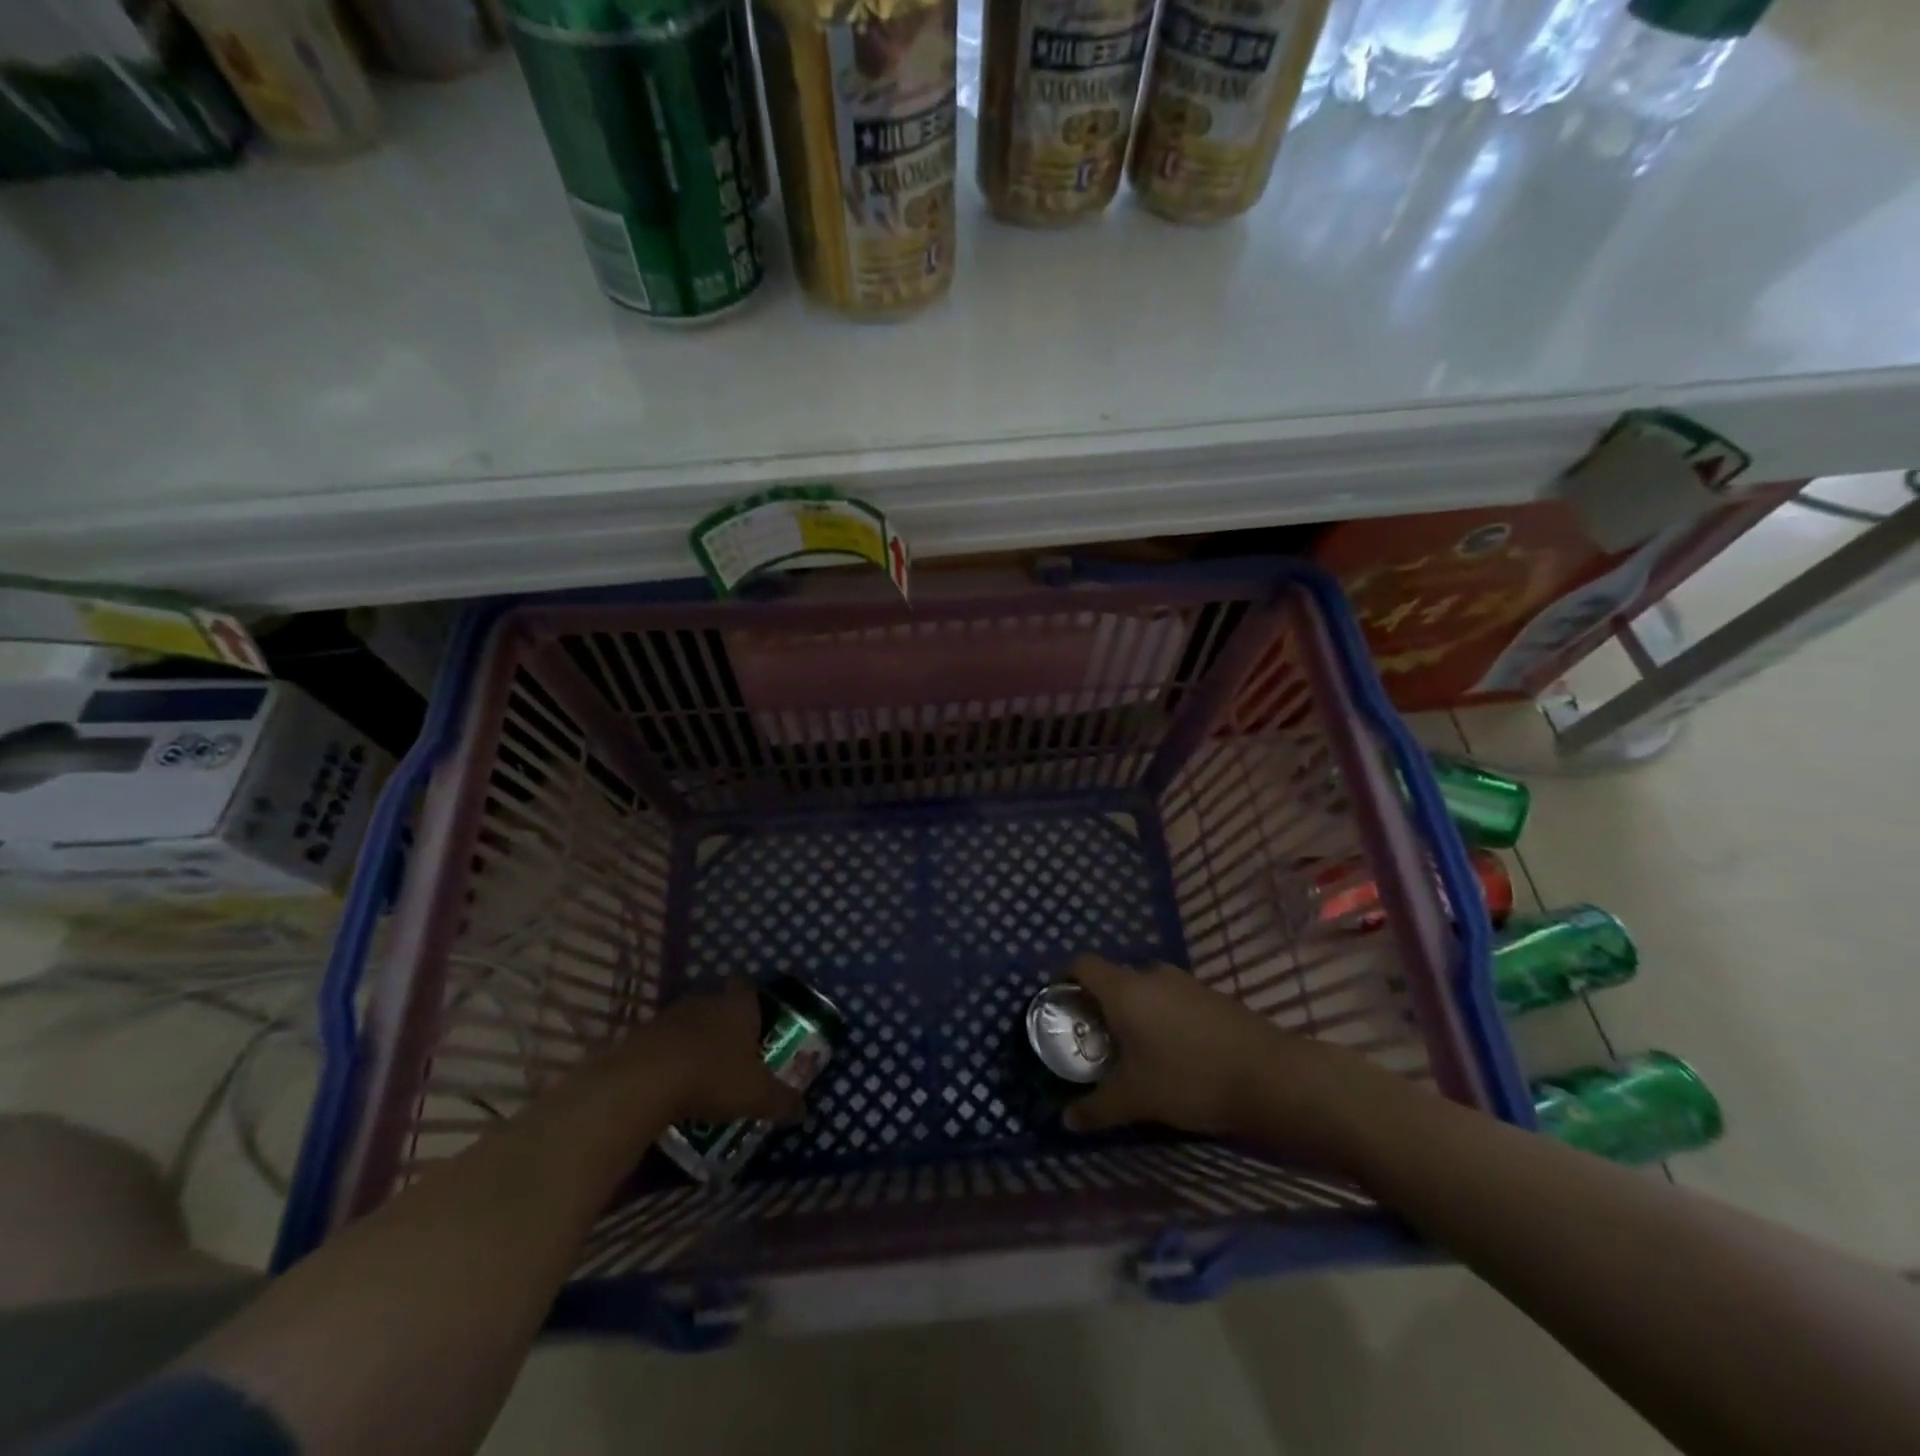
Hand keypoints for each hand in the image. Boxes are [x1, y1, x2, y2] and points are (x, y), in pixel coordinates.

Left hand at [633, 979, 805, 1127]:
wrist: (645, 1081)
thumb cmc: (714, 1076)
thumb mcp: (757, 1095)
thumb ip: (781, 1100)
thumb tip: (803, 1111)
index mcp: (738, 1006)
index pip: (747, 987)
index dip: (752, 999)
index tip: (756, 1017)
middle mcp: (705, 1001)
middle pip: (716, 1003)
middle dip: (723, 1023)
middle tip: (731, 1051)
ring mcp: (669, 1015)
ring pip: (687, 1022)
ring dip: (692, 1040)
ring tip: (700, 1071)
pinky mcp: (639, 1035)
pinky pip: (660, 1042)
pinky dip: (666, 1057)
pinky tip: (669, 1084)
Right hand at [1062, 955, 1389, 1167]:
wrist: (1271, 1075)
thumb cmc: (1189, 1078)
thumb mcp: (1136, 1099)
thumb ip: (1096, 1108)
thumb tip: (1065, 1121)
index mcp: (1124, 989)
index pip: (1082, 964)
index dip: (1065, 980)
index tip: (1060, 1007)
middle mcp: (1151, 975)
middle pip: (1113, 979)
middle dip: (1100, 1006)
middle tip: (1095, 1041)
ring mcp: (1185, 982)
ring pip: (1145, 990)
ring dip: (1134, 1012)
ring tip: (1134, 1051)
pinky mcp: (1211, 996)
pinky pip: (1172, 999)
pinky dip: (1162, 1017)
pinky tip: (1173, 1052)